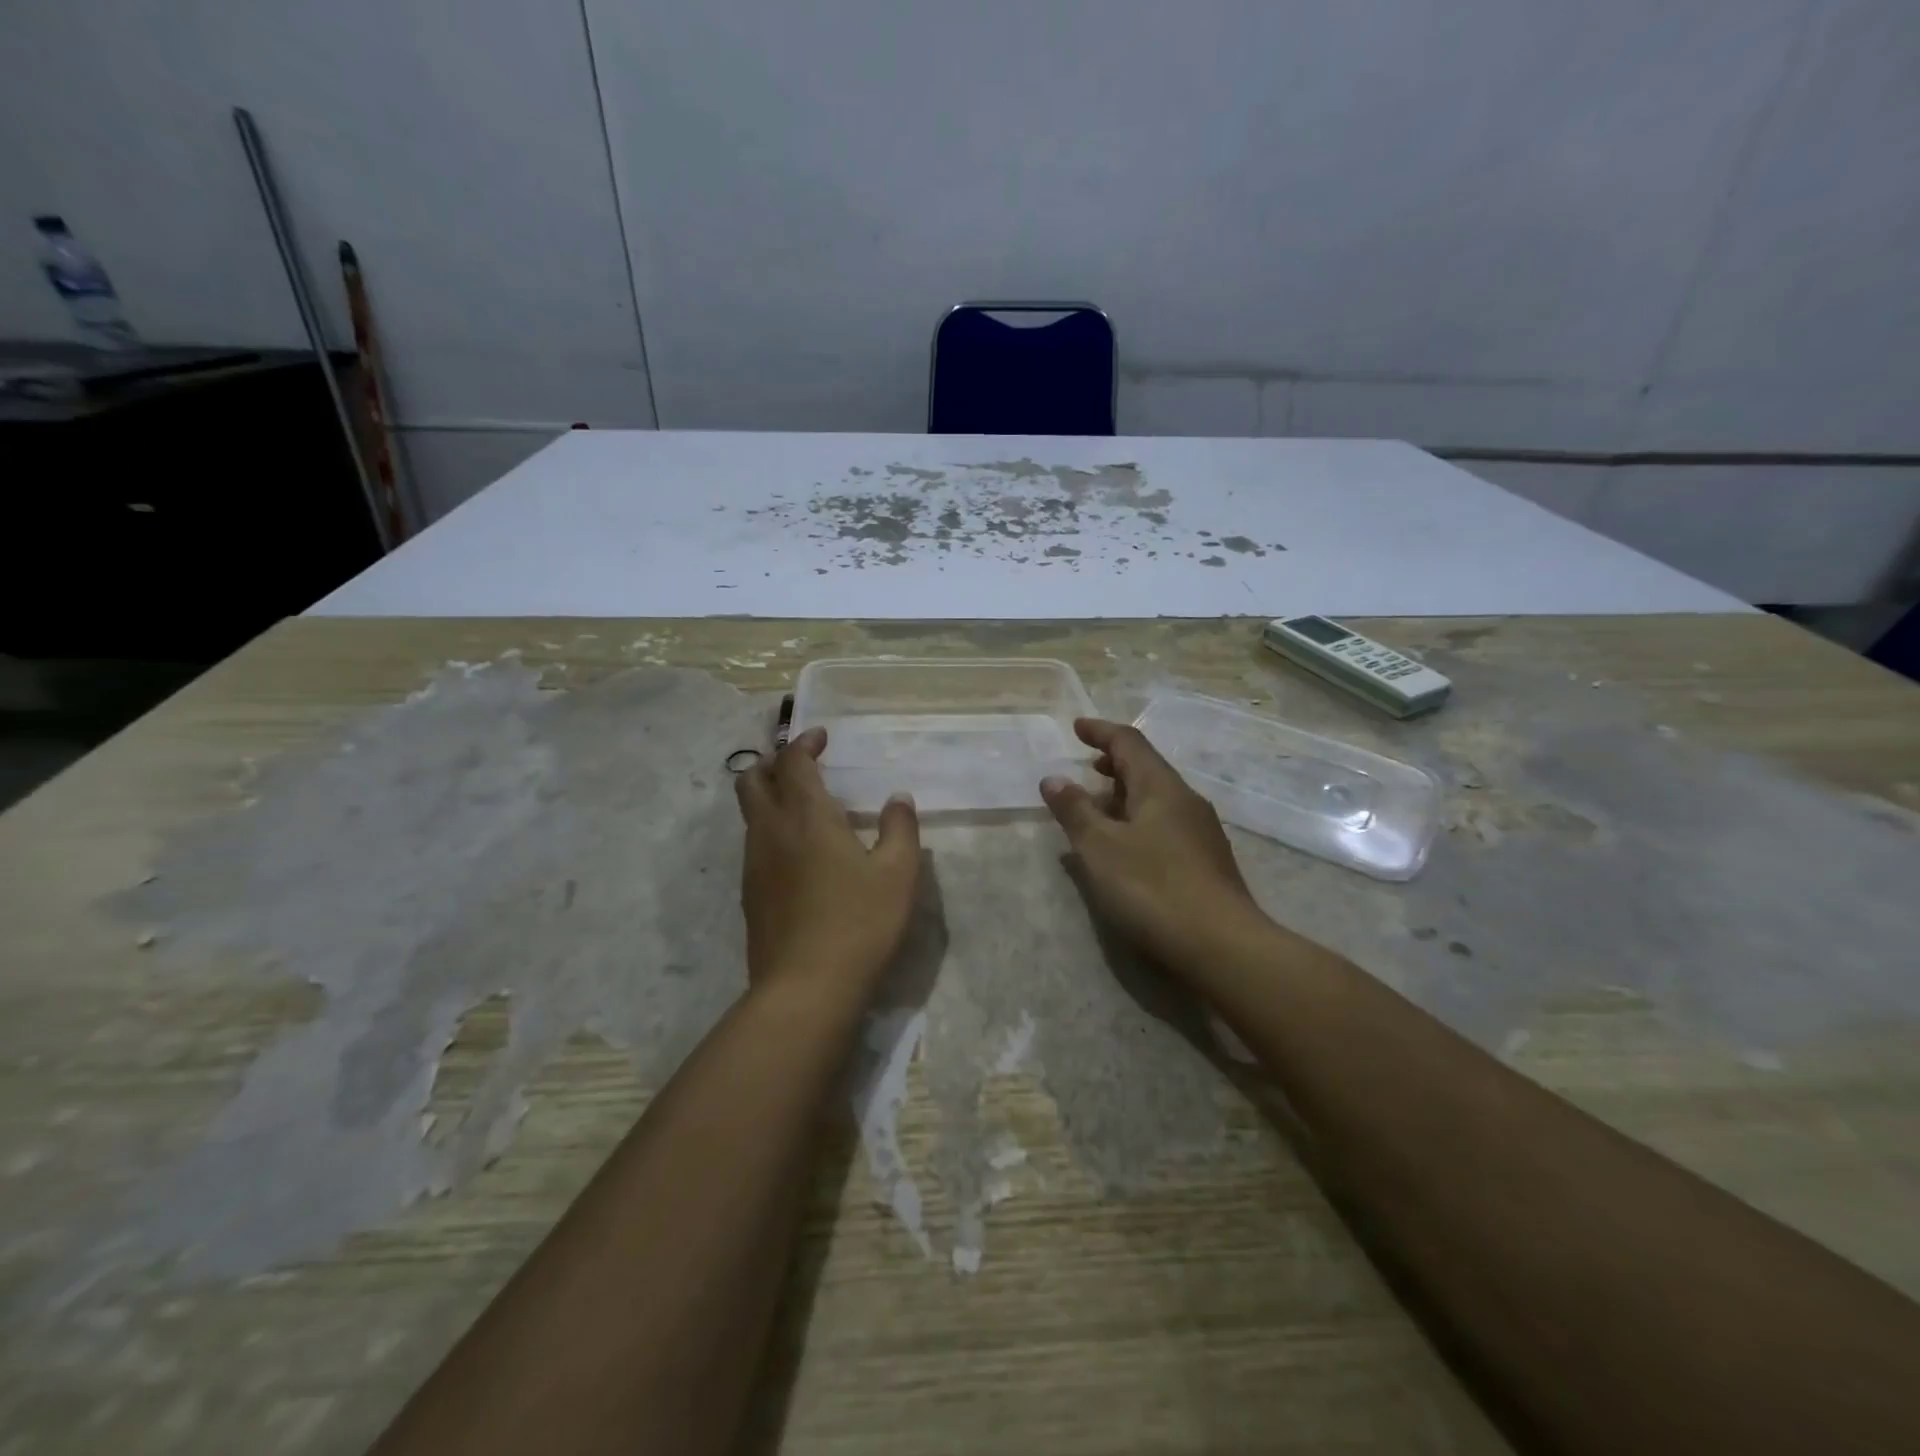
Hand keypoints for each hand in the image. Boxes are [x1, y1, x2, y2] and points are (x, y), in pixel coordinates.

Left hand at [735, 727, 922, 992]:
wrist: (805, 988)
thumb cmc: (859, 923)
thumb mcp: (898, 874)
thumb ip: (900, 829)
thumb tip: (898, 799)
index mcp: (807, 817)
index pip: (793, 762)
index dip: (804, 743)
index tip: (821, 738)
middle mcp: (772, 832)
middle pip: (753, 781)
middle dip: (773, 763)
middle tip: (801, 765)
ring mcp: (754, 865)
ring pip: (749, 814)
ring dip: (768, 796)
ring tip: (801, 806)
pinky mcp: (749, 895)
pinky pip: (753, 845)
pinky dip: (769, 829)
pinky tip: (796, 853)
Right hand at [1041, 718, 1264, 970]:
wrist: (1222, 946)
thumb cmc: (1152, 888)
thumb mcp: (1100, 848)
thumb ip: (1075, 811)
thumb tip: (1054, 779)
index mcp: (1161, 787)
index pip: (1129, 742)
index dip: (1100, 731)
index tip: (1077, 727)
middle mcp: (1185, 801)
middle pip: (1146, 769)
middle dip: (1113, 764)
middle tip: (1086, 768)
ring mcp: (1200, 832)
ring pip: (1156, 799)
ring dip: (1124, 796)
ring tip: (1096, 811)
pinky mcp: (1205, 862)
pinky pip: (1164, 825)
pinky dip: (1137, 822)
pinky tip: (1124, 849)